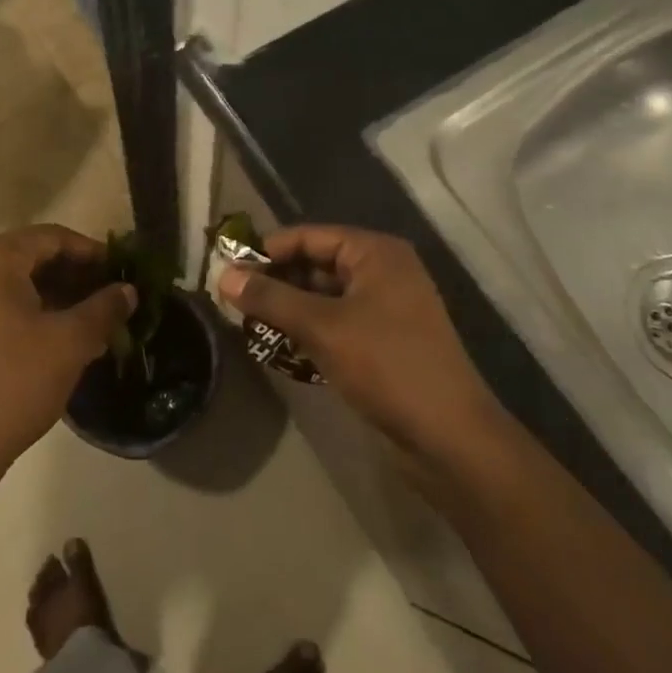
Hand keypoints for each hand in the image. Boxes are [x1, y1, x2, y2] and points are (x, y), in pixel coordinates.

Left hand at [0, 225, 134, 477]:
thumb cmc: (14, 383)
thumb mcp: (70, 342)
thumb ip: (104, 307)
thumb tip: (128, 290)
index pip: (53, 238)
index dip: (92, 252)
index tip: (122, 270)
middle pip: (33, 257)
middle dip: (76, 276)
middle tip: (112, 295)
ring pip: (17, 282)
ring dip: (57, 295)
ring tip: (95, 318)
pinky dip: (33, 311)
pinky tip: (63, 335)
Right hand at [218, 226, 511, 471]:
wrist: (448, 436)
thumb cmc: (387, 366)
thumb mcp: (322, 327)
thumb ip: (271, 298)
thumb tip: (223, 275)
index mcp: (376, 253)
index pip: (310, 236)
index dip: (268, 250)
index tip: (227, 269)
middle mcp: (383, 271)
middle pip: (316, 264)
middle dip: (276, 281)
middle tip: (232, 300)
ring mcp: (386, 308)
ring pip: (324, 297)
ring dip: (289, 309)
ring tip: (247, 324)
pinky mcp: (384, 342)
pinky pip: (336, 324)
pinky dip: (308, 331)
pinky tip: (278, 347)